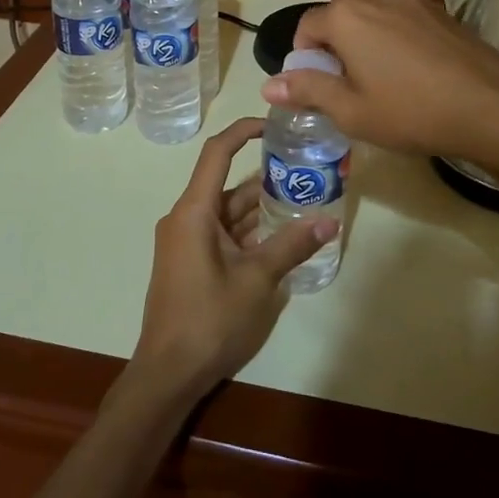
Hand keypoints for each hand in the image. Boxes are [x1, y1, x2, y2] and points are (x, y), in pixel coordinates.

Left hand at [130, 118, 338, 401]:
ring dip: (262, 208)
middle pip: (228, 184)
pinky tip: (284, 235)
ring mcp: (188, 241)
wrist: (168, 372)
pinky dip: (251, 231)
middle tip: (307, 169)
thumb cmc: (208, 320)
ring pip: (229, 212)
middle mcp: (187, 218)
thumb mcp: (257, 280)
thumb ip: (292, 246)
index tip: (274, 124)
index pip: (217, 153)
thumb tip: (330, 221)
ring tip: (305, 198)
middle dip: (266, 177)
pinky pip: (224, 234)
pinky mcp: (193, 262)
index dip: (243, 131)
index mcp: (194, 212)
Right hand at [261, 0, 498, 174]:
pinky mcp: (438, 8)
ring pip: (370, 5)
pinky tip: (408, 65)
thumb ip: (308, 91)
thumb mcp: (351, 111)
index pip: (306, 27)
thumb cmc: (412, 112)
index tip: (317, 86)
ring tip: (375, 70)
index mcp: (346, 16)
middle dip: (332, 36)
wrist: (492, 106)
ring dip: (361, 29)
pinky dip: (390, 29)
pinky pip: (398, 11)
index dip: (304, 57)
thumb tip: (268, 84)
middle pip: (338, 7)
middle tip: (345, 75)